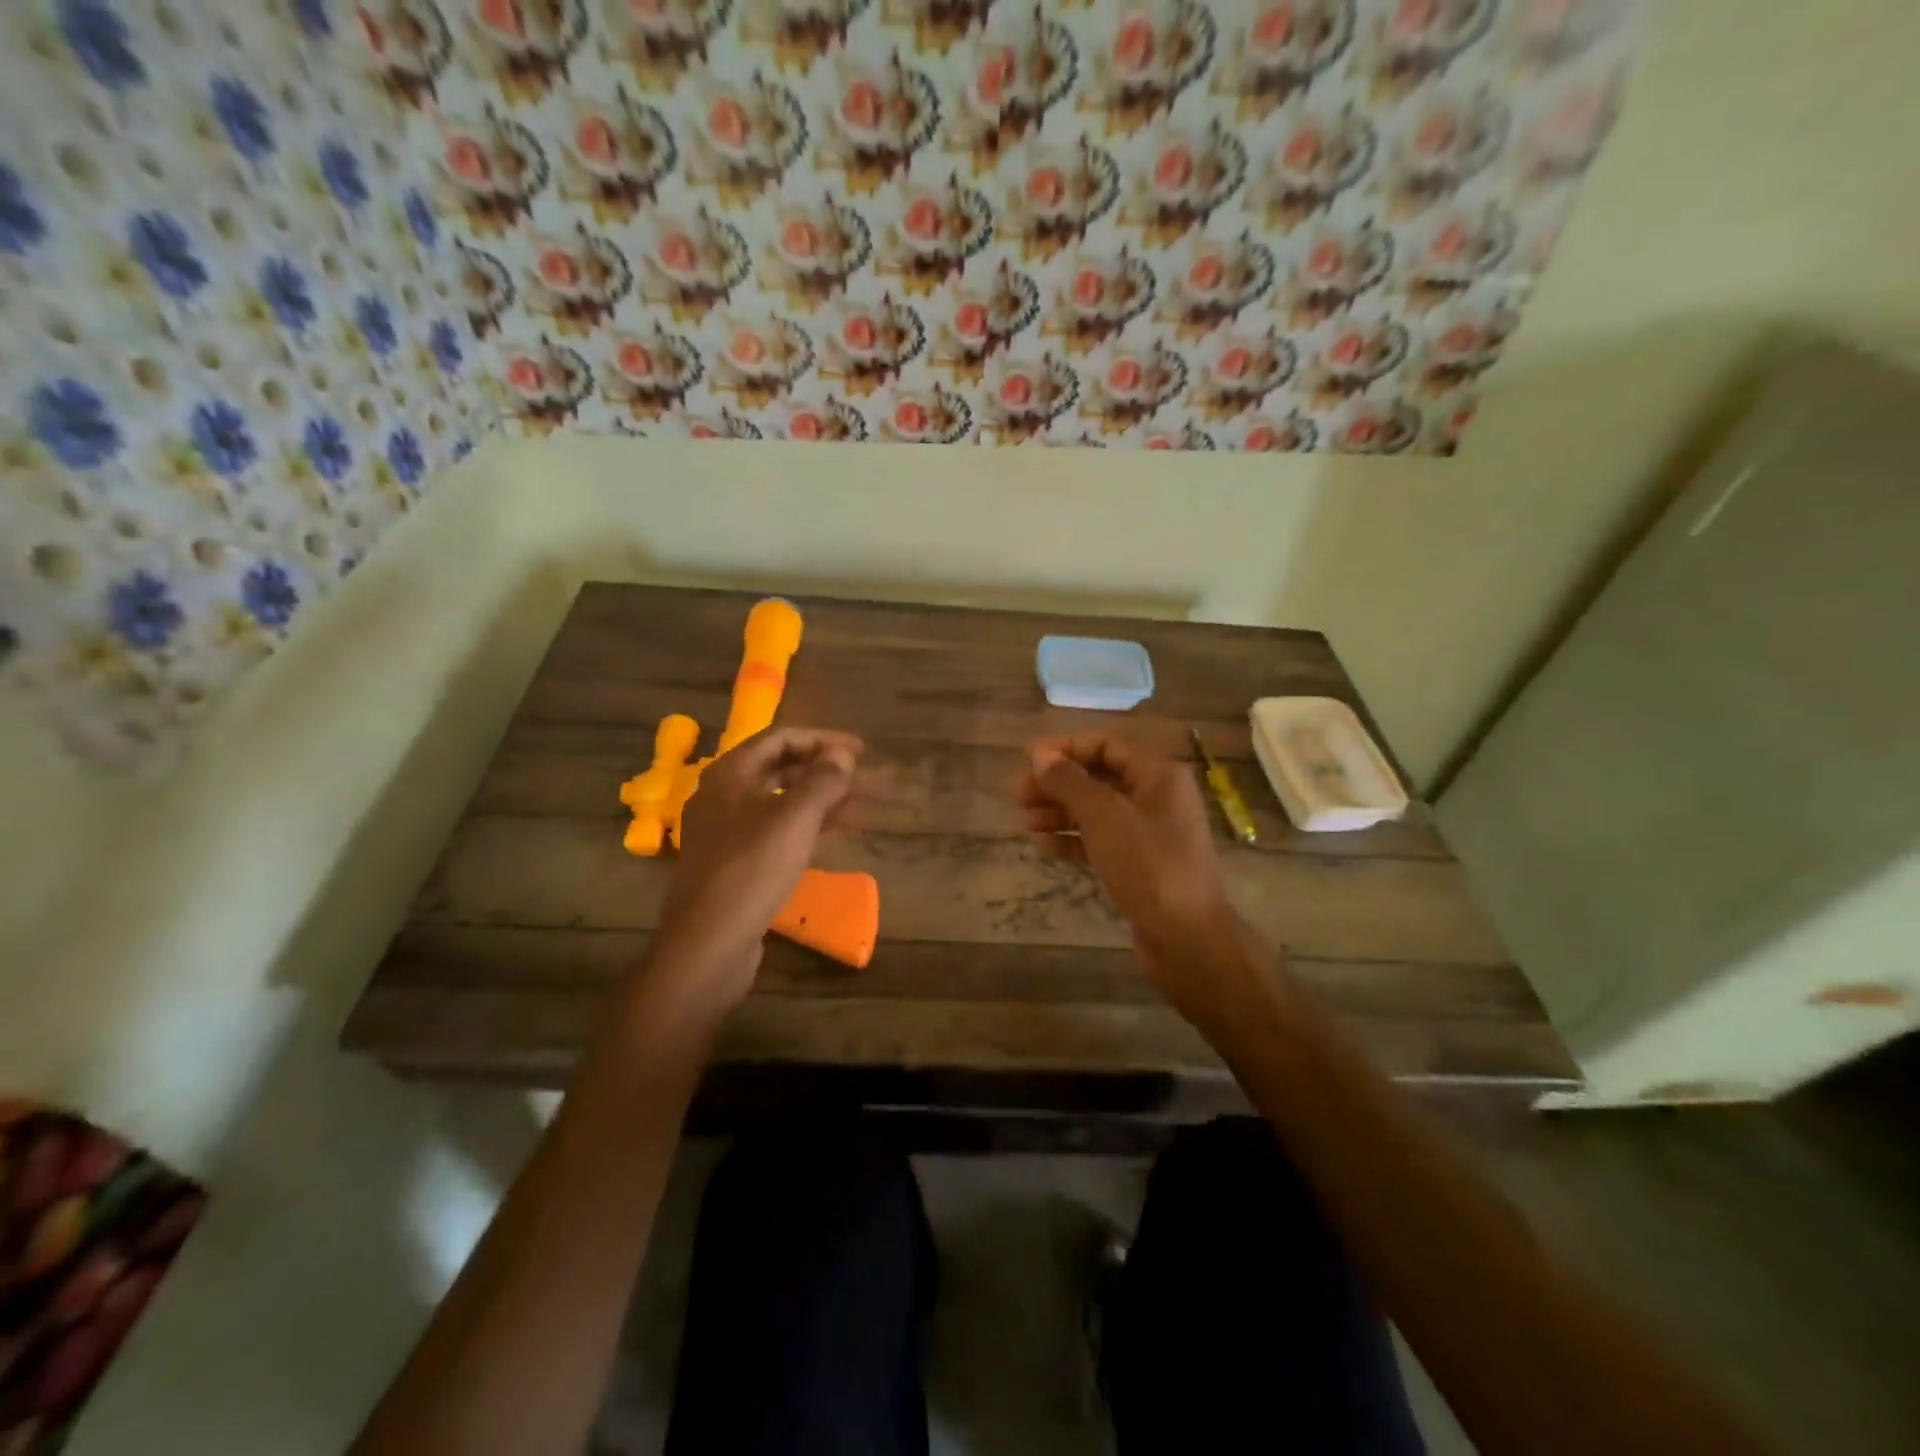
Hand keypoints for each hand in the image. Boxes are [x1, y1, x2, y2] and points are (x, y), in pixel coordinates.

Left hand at [656, 728, 863, 1005]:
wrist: (708, 943)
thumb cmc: (752, 870)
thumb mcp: (794, 819)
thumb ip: (822, 780)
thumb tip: (843, 754)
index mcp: (729, 775)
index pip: (779, 738)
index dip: (822, 739)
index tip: (859, 751)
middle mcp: (720, 796)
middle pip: (774, 766)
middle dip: (817, 766)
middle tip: (855, 776)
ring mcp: (722, 831)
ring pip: (773, 799)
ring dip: (811, 795)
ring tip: (848, 803)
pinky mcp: (729, 863)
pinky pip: (769, 828)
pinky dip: (799, 823)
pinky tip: (822, 835)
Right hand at [1018, 735, 1247, 1019]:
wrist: (1187, 939)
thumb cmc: (1149, 867)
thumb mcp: (1104, 818)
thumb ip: (1070, 782)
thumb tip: (1040, 755)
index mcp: (1158, 775)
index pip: (1106, 745)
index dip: (1065, 749)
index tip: (1027, 761)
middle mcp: (1157, 797)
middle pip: (1099, 777)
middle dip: (1058, 784)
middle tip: (1019, 796)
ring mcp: (1150, 832)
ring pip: (1097, 811)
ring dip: (1060, 812)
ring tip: (1026, 822)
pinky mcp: (1140, 864)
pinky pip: (1101, 840)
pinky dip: (1073, 840)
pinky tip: (1044, 846)